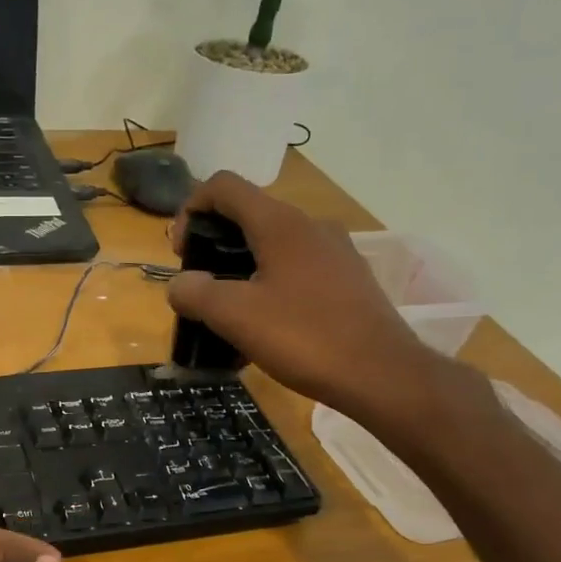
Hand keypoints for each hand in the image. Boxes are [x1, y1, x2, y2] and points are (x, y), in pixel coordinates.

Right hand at [166, 172, 465, 441]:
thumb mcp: (235, 316)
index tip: (181, 252)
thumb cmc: (304, 337)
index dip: (191, 208)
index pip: (224, 186)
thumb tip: (180, 284)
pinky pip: (296, 272)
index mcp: (280, 223)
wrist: (381, 375)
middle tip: (200, 289)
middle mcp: (310, 226)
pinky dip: (269, 289)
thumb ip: (196, 293)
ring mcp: (335, 252)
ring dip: (240, 272)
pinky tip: (264, 331)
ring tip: (228, 316)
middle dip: (213, 247)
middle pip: (248, 216)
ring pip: (273, 247)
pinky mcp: (348, 281)